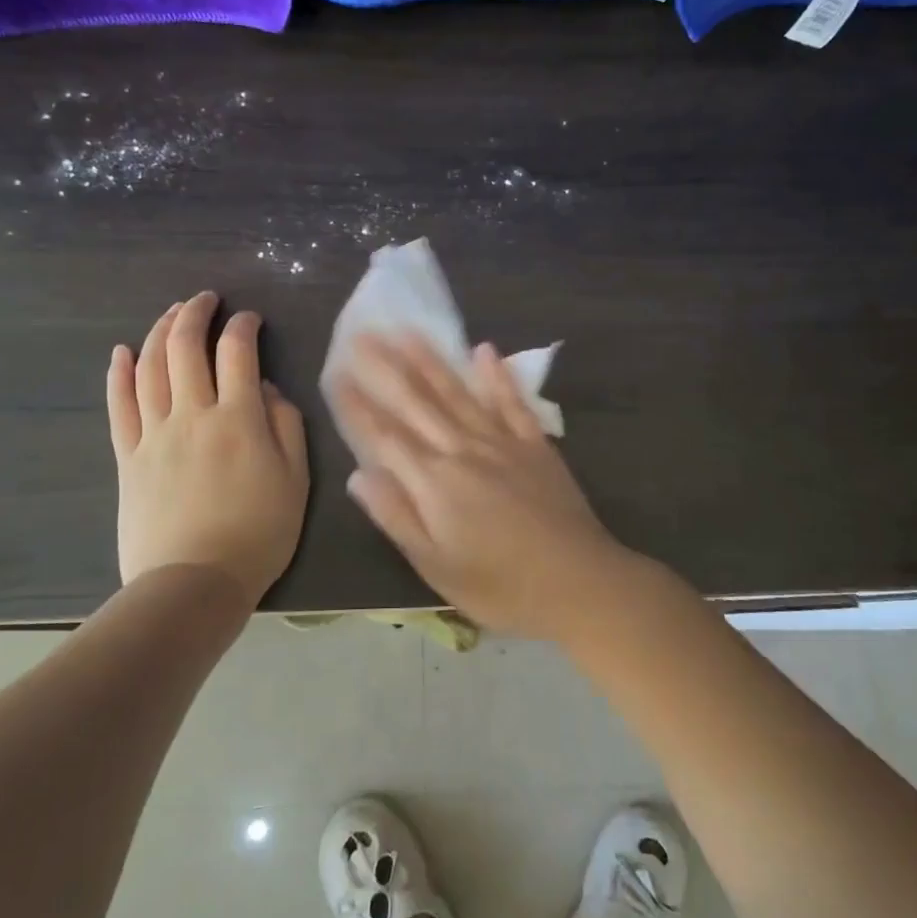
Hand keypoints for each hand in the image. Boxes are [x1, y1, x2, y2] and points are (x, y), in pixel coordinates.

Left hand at [106, 292, 308, 603]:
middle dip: (196, 314)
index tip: (250, 318)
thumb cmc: (258, 534)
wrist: (194, 584)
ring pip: (151, 367)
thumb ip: (287, 427)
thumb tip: (268, 389)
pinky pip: (119, 406)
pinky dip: (120, 374)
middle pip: (186, 348)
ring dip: (160, 331)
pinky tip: (123, 352)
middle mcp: (193, 414)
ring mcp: (154, 434)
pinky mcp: (127, 457)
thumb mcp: (296, 481)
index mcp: (239, 419)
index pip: (238, 353)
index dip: (243, 326)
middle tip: (205, 299)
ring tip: (172, 313)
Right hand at [330, 334, 628, 639]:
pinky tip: (485, 350)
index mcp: (434, 482)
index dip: (358, 405)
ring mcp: (503, 442)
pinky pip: (512, 402)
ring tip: (408, 331)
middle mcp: (463, 450)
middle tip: (363, 333)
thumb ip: (397, 516)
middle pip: (417, 402)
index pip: (384, 435)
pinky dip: (497, 376)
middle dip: (386, 367)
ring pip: (458, 392)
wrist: (580, 583)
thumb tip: (358, 475)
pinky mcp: (535, 444)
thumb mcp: (437, 567)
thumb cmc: (501, 586)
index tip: (336, 372)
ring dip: (431, 360)